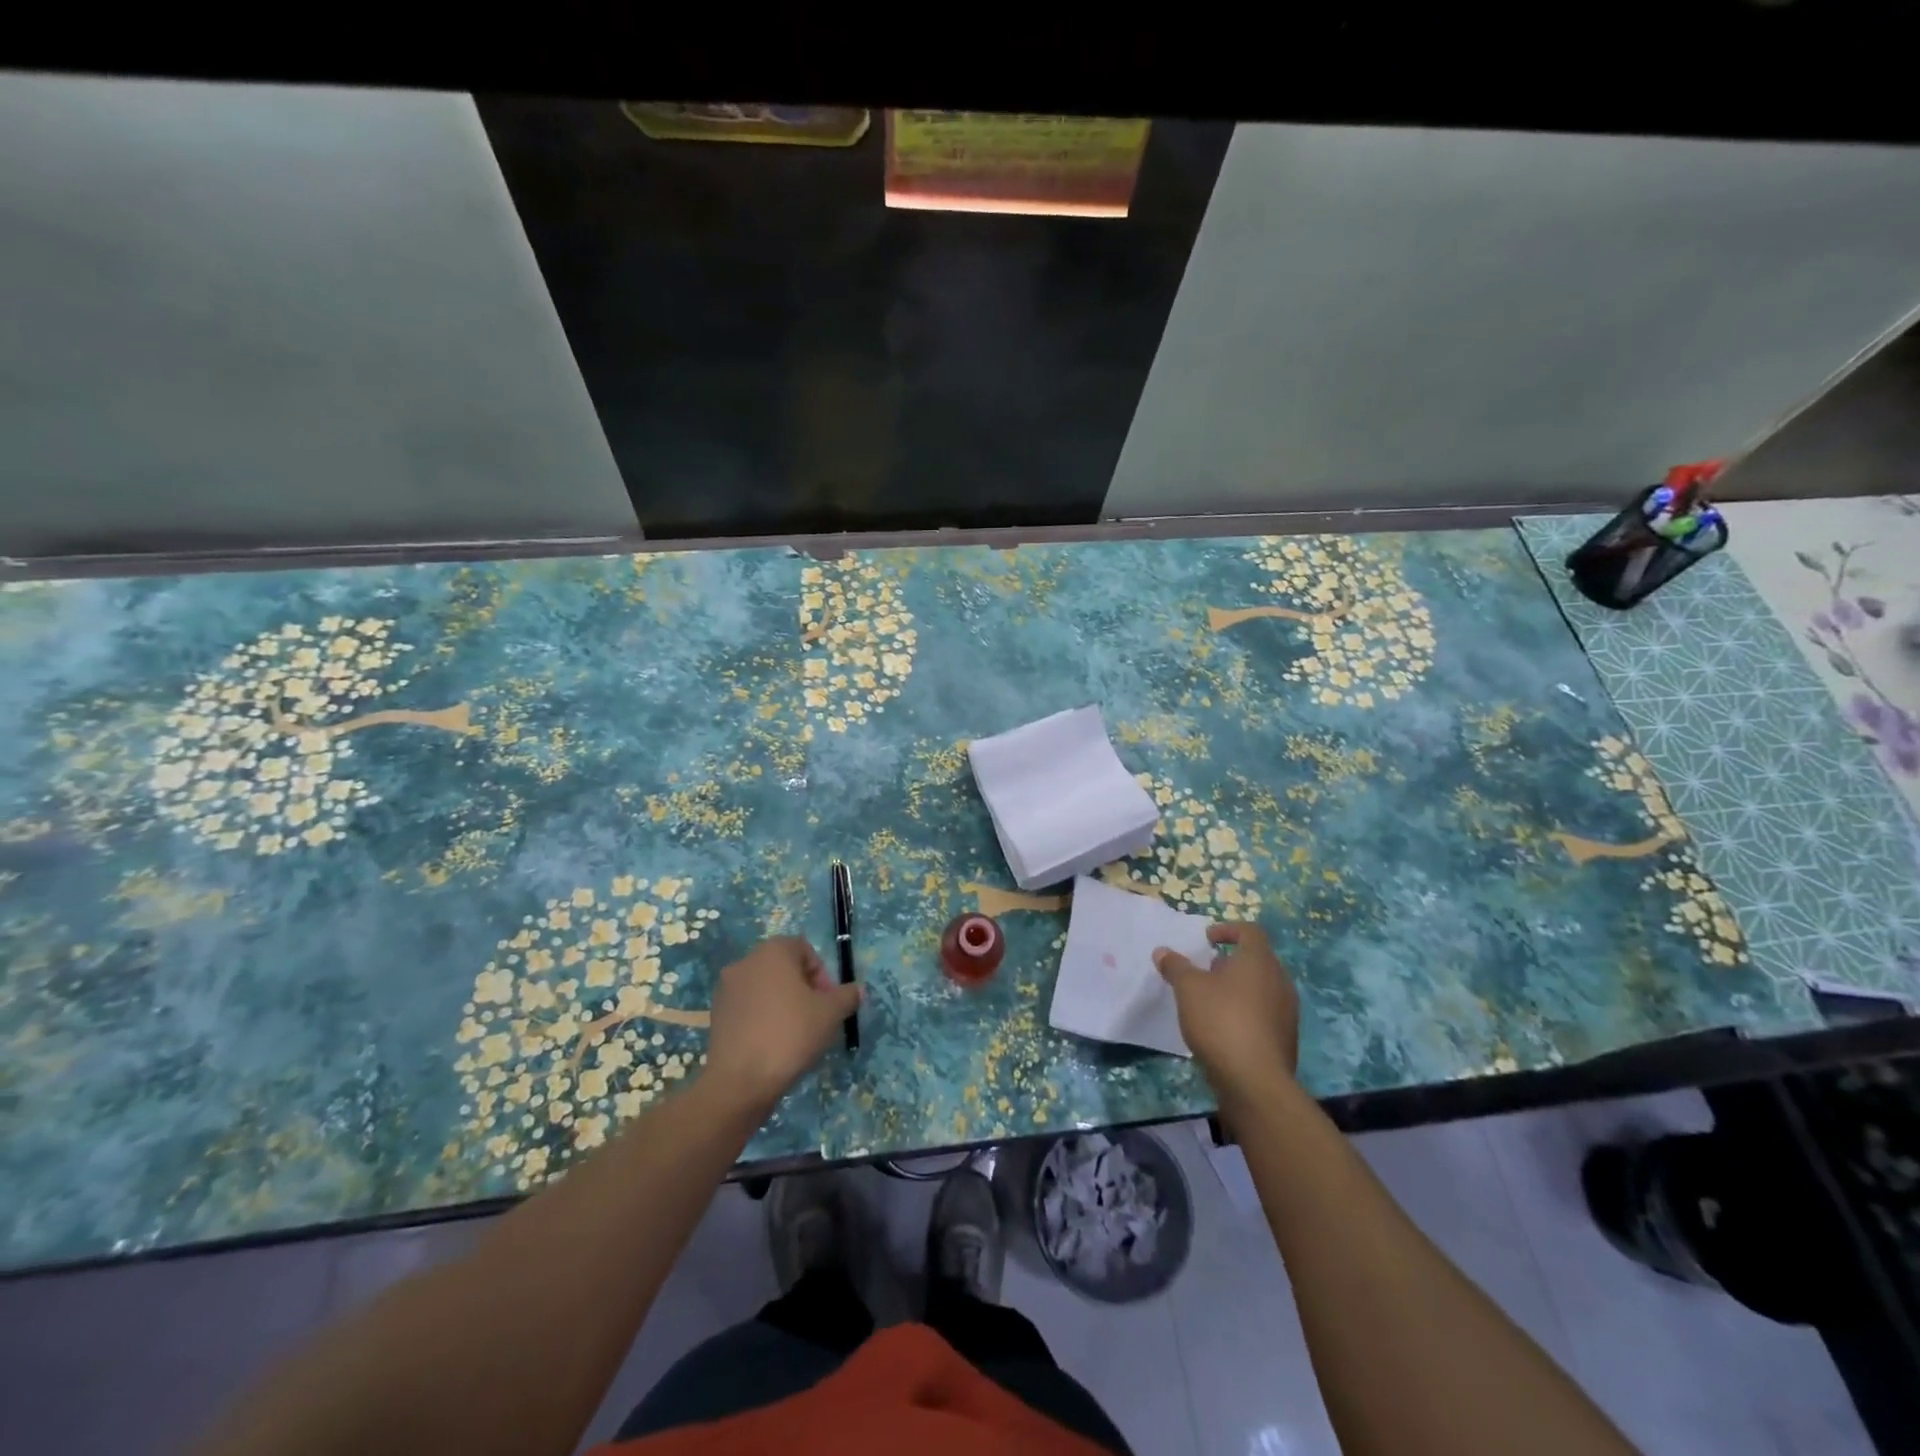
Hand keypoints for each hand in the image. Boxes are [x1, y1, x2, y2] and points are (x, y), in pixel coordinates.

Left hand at [703, 936, 860, 1110]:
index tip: (829, 1001)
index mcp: (773, 951)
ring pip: (765, 988)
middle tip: (816, 1016)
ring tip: (796, 1033)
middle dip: (803, 988)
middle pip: (783, 967)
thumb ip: (847, 996)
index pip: (804, 949)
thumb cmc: (791, 1034)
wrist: (740, 1081)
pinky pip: (748, 1007)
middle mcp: (746, 961)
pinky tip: (773, 1044)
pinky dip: (763, 1017)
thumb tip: (857, 990)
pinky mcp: (717, 1015)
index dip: (822, 974)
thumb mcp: (831, 1014)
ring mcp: (727, 988)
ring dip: (783, 1003)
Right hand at [1154, 922, 1298, 1093]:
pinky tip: (1223, 1029)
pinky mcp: (1286, 1039)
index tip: (1207, 939)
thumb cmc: (1221, 1020)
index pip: (1250, 931)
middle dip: (1230, 963)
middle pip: (1257, 960)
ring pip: (1261, 989)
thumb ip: (1175, 966)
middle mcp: (1279, 981)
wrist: (1255, 1081)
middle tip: (1205, 971)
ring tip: (1210, 1001)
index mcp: (1259, 961)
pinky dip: (1245, 1013)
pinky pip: (1264, 1014)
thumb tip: (1163, 951)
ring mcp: (1286, 1012)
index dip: (1228, 929)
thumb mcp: (1188, 988)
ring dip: (1237, 989)